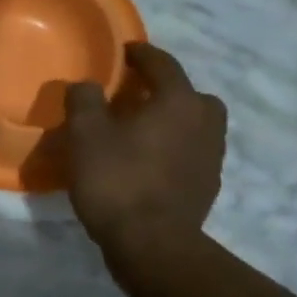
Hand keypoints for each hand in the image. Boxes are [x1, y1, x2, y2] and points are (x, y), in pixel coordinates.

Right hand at [64, 41, 226, 266]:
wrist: (152, 245)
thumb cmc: (117, 180)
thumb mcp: (85, 134)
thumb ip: (84, 100)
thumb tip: (88, 85)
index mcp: (179, 102)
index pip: (163, 65)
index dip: (141, 54)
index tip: (125, 51)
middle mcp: (205, 123)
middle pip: (190, 95)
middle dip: (167, 90)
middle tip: (138, 96)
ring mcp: (212, 158)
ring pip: (195, 126)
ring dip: (173, 122)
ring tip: (142, 132)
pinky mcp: (208, 187)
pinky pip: (192, 154)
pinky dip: (175, 150)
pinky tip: (150, 163)